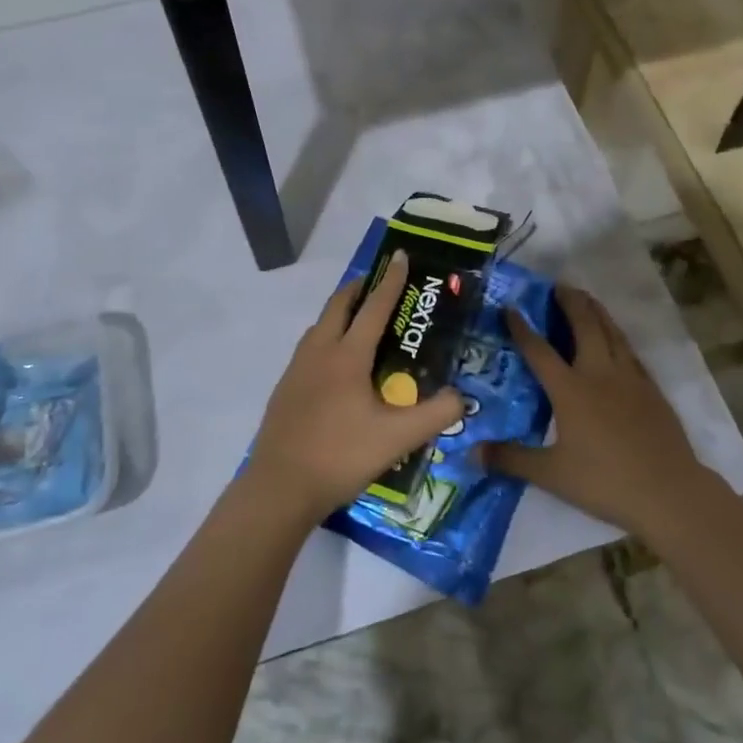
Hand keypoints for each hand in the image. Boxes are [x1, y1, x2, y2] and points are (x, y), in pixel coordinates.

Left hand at [244, 251, 463, 521]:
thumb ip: (436, 415)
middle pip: (339, 305)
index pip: (374, 307)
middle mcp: (319, 352)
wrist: (280, 487)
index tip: (399, 255)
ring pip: (320, 325)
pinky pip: (309, 347)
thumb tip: (462, 397)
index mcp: (347, 356)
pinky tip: (336, 364)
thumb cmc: (341, 455)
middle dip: (360, 287)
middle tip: (380, 284)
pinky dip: (327, 336)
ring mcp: (297, 369)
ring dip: (341, 312)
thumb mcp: (398, 439)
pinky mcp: (285, 388)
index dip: (391, 280)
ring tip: (360, 320)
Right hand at [485, 285, 708, 540]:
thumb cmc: (605, 481)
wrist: (669, 491)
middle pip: (584, 326)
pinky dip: (618, 336)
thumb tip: (471, 453)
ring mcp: (629, 378)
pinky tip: (616, 339)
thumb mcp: (551, 474)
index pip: (539, 351)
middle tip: (558, 286)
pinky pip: (630, 351)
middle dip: (569, 302)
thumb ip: (510, 459)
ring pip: (611, 332)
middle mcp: (599, 373)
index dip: (522, 328)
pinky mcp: (651, 389)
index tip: (511, 307)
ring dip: (596, 311)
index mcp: (570, 390)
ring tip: (586, 298)